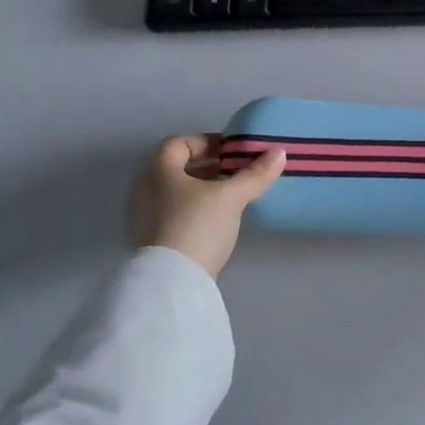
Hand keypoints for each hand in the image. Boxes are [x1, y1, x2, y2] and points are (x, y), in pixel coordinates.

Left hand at [127, 135, 285, 279]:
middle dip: (208, 167)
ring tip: (231, 196)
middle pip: (177, 168)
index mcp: (158, 170)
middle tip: (236, 171)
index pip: (179, 143)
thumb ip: (255, 174)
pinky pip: (174, 213)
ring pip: (176, 192)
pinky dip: (194, 209)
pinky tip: (216, 220)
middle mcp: (145, 189)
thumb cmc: (197, 225)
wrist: (172, 282)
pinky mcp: (151, 241)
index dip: (207, 142)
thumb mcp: (232, 196)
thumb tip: (280, 152)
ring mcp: (144, 217)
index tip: (232, 151)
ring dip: (202, 189)